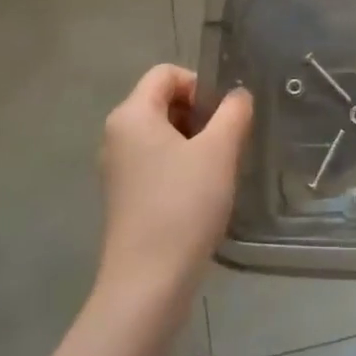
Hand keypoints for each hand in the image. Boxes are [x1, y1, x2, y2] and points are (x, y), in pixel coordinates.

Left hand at [96, 66, 252, 305]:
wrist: (148, 283)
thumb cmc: (183, 205)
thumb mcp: (219, 151)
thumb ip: (233, 112)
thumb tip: (238, 95)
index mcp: (131, 114)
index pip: (166, 73)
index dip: (200, 83)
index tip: (224, 114)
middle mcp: (117, 134)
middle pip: (163, 101)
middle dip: (200, 114)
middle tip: (227, 141)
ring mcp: (117, 167)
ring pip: (162, 133)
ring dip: (194, 141)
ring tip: (218, 168)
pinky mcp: (124, 196)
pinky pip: (155, 161)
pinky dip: (181, 165)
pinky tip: (202, 192)